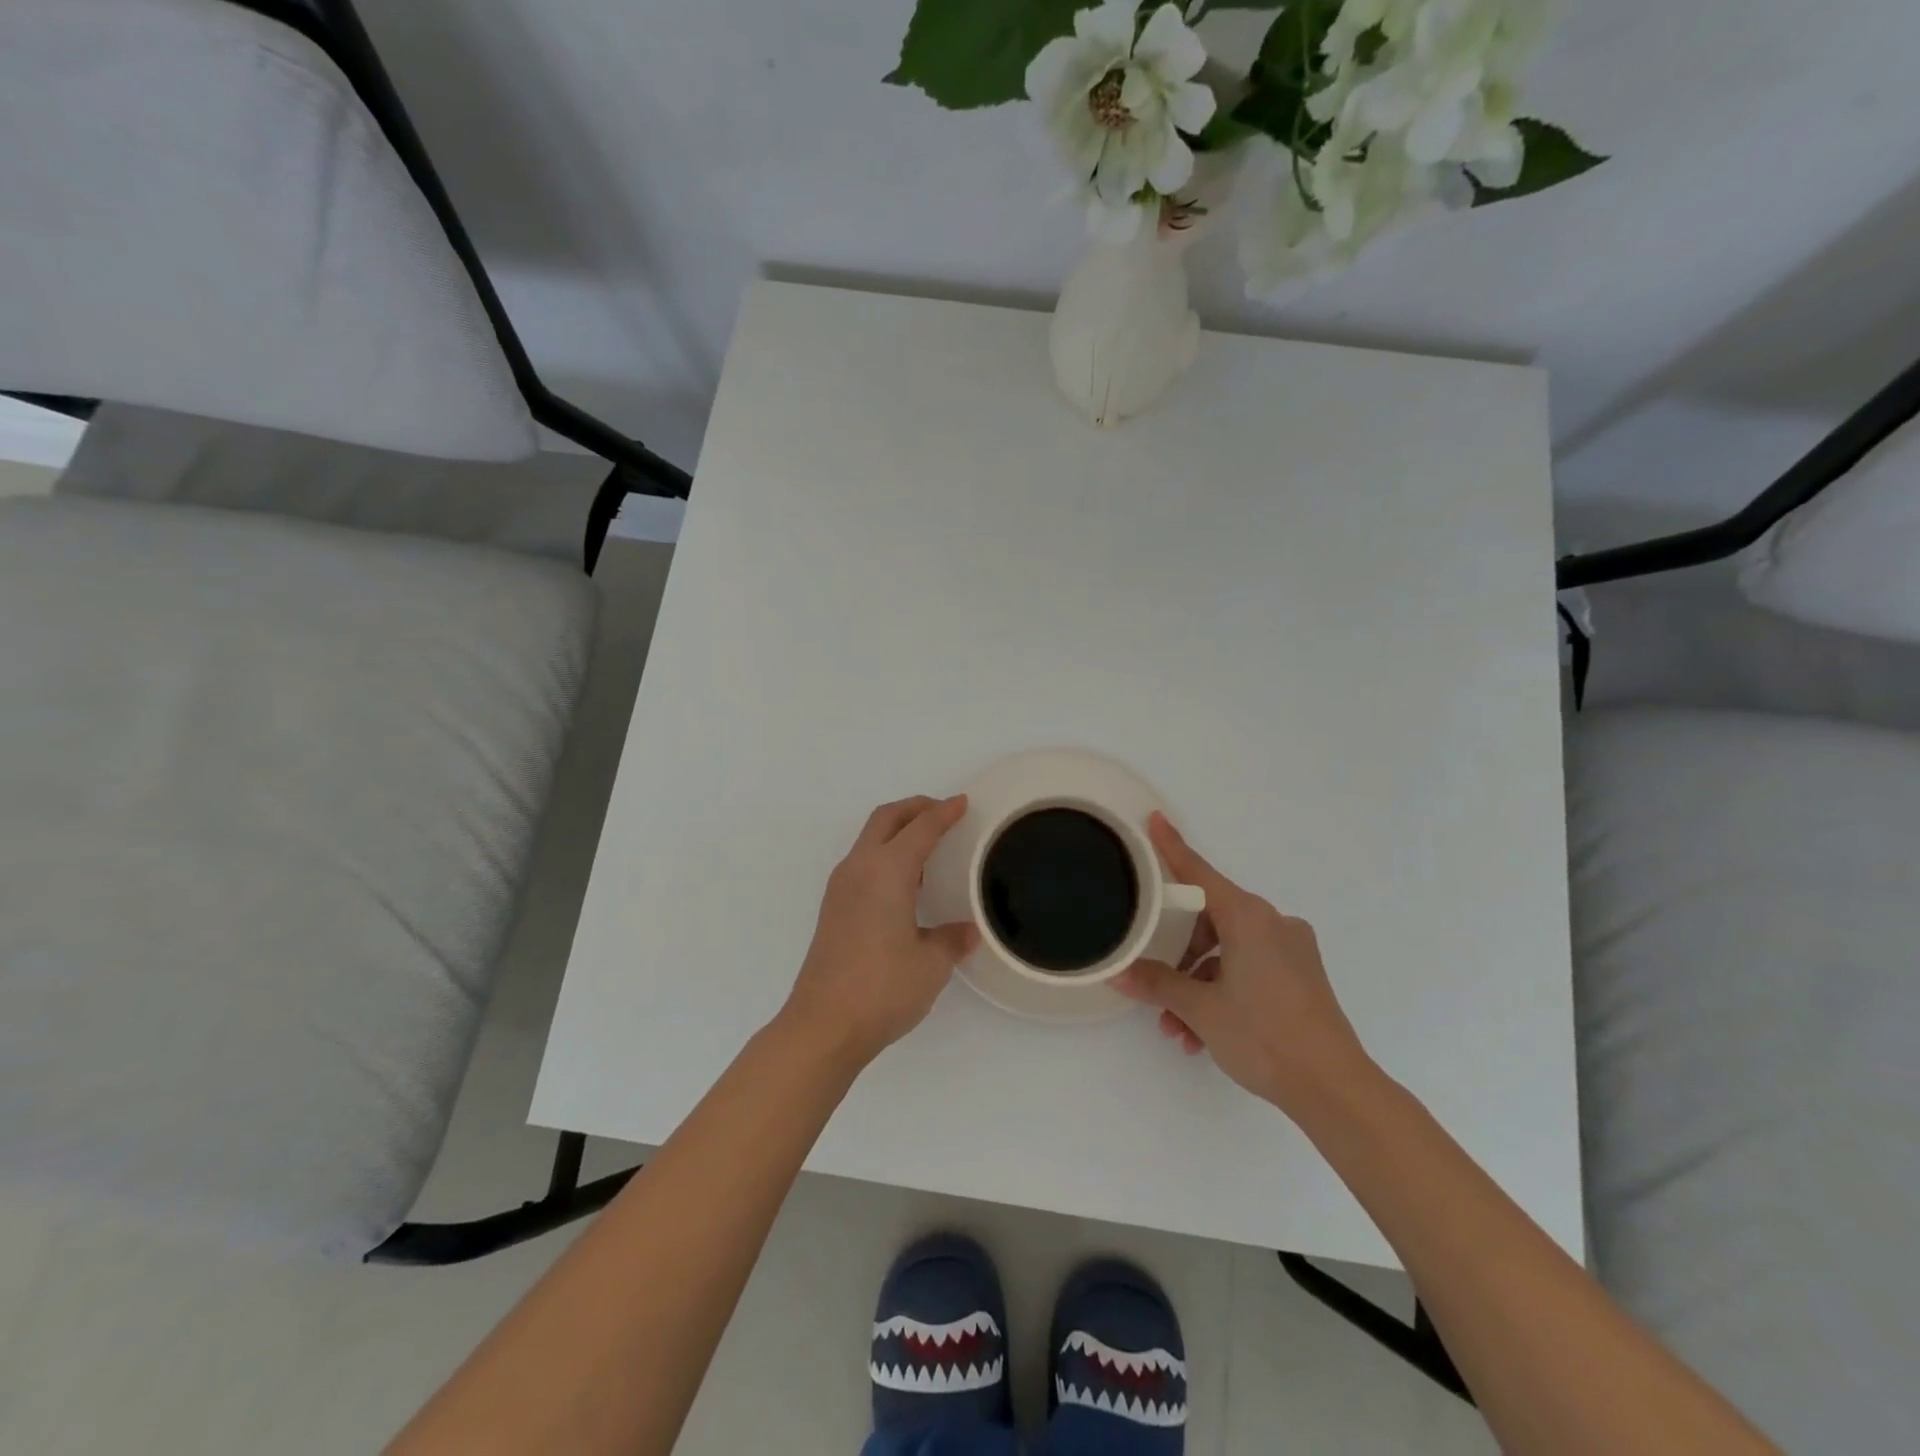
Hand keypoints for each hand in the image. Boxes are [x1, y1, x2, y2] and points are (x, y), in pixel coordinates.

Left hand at [779, 795, 977, 1069]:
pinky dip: (886, 853)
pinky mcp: (833, 907)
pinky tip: (905, 881)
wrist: (823, 1025)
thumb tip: (968, 931)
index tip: (962, 802)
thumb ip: (951, 939)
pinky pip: (863, 862)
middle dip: (915, 808)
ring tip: (928, 845)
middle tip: (943, 812)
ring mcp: (840, 887)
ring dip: (897, 830)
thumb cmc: (882, 988)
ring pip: (870, 838)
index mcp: (887, 871)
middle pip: (886, 819)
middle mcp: (859, 868)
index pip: (920, 828)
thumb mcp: (931, 964)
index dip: (944, 813)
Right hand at [1115, 813, 1371, 1113]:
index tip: (1155, 819)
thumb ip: (1156, 983)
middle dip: (1178, 954)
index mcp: (1249, 917)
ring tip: (1176, 1026)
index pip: (1199, 872)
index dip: (1172, 847)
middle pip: (1209, 919)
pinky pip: (1248, 969)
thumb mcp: (1200, 1008)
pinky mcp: (1300, 976)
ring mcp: (1291, 950)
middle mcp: (1273, 923)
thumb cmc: (1264, 1035)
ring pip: (1227, 951)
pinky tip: (1202, 1034)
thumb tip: (1118, 973)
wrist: (1334, 1088)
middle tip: (1153, 982)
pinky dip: (1222, 992)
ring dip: (1196, 983)